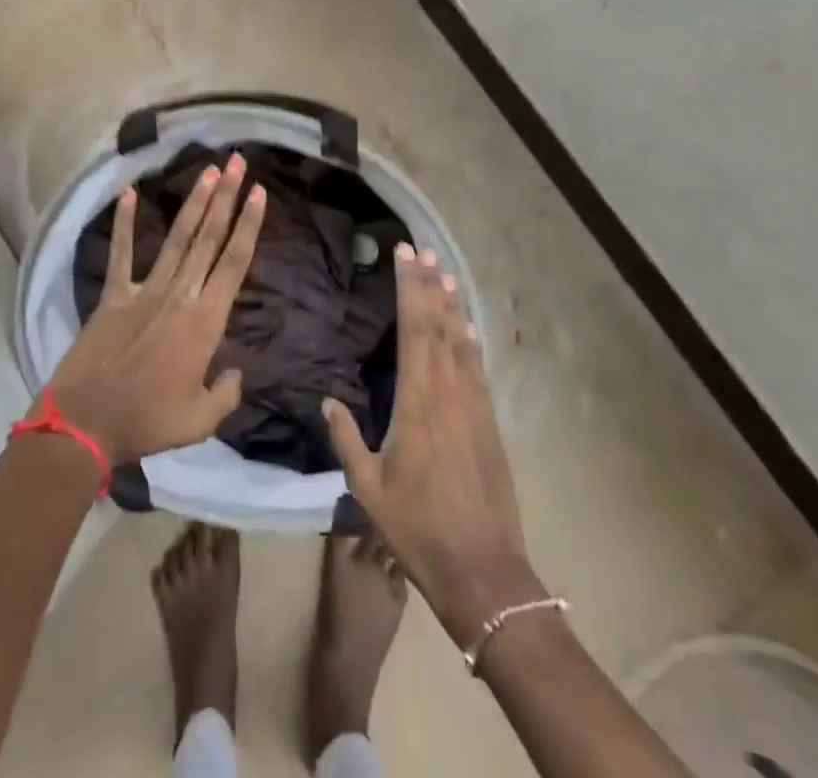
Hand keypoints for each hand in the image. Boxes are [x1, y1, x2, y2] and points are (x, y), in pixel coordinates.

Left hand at [45, 153, 266, 465]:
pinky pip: (121, 254)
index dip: (248, 225)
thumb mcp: (200, 421)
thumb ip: (227, 393)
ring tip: (207, 170)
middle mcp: (179, 296)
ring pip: (176, 239)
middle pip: (208, 238)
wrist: (84, 424)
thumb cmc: (147, 422)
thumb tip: (239, 372)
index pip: (234, 263)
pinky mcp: (113, 296)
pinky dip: (125, 223)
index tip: (259, 192)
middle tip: (236, 162)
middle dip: (226, 197)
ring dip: (194, 202)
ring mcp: (144, 291)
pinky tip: (130, 193)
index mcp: (205, 322)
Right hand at [323, 245, 545, 646]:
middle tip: (422, 250)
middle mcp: (449, 390)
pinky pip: (478, 366)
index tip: (404, 254)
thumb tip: (328, 400)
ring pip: (462, 340)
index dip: (409, 287)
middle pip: (439, 324)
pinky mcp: (489, 420)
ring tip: (444, 271)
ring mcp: (474, 404)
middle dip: (429, 283)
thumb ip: (346, 438)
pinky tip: (467, 326)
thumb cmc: (417, 527)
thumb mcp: (367, 489)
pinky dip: (470, 339)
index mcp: (417, 400)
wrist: (482, 568)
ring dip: (452, 303)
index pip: (414, 327)